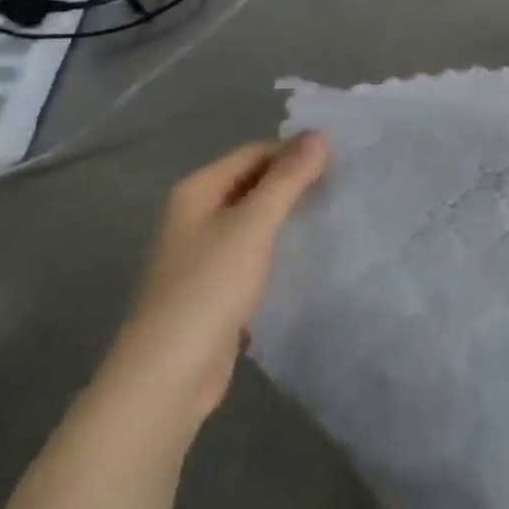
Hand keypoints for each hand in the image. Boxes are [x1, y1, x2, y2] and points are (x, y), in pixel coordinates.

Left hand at [100, 135, 329, 430]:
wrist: (168, 375)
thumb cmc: (209, 287)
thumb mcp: (254, 224)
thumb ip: (289, 177)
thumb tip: (320, 133)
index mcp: (197, 191)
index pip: (255, 153)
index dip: (295, 152)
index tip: (338, 162)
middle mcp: (195, 215)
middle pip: (253, 182)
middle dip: (294, 182)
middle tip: (340, 186)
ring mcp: (203, 252)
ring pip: (255, 218)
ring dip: (288, 214)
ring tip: (330, 214)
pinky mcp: (214, 286)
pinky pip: (253, 250)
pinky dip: (278, 245)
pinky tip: (306, 253)